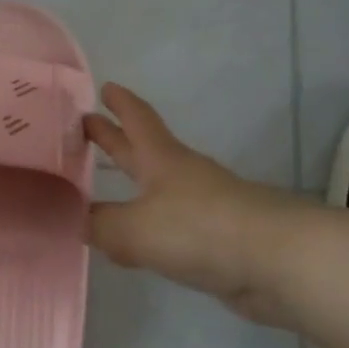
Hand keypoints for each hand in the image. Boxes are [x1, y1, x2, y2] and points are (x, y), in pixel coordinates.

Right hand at [85, 84, 306, 326]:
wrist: (276, 261)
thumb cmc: (199, 228)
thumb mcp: (134, 227)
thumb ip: (98, 224)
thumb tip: (73, 219)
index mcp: (161, 159)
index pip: (137, 120)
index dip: (120, 104)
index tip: (103, 87)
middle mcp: (180, 177)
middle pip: (141, 150)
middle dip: (114, 138)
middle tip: (87, 125)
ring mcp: (200, 208)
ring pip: (152, 191)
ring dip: (128, 186)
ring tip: (97, 192)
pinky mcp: (211, 241)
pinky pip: (164, 229)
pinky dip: (141, 230)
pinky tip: (127, 248)